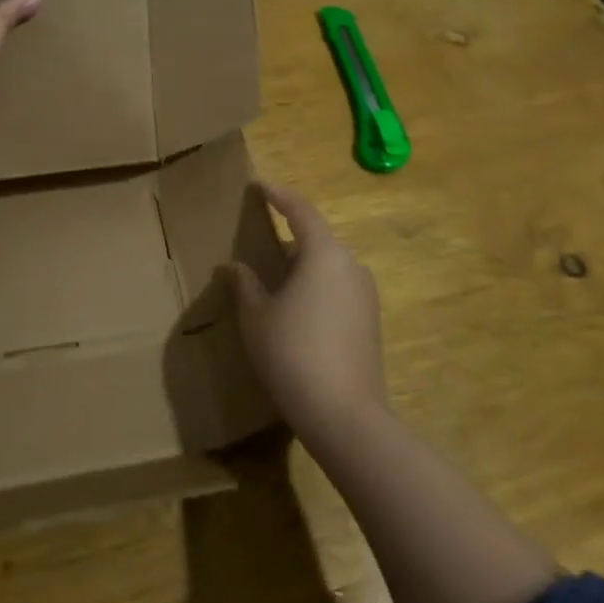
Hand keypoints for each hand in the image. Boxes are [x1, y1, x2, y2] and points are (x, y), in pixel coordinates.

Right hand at [228, 183, 388, 445]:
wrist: (344, 416)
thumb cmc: (292, 353)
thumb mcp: (256, 316)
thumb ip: (244, 285)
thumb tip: (233, 267)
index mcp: (324, 254)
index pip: (300, 211)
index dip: (279, 196)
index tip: (261, 186)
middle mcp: (351, 266)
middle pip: (317, 239)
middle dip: (289, 236)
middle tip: (260, 240)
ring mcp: (366, 295)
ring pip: (328, 266)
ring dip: (302, 265)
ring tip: (273, 280)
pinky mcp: (371, 322)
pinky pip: (338, 288)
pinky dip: (315, 287)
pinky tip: (296, 310)